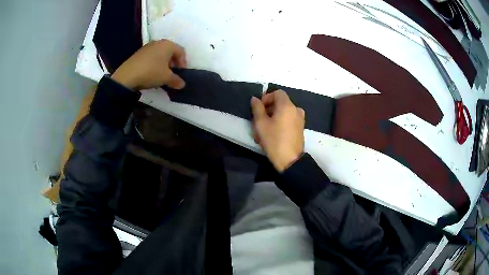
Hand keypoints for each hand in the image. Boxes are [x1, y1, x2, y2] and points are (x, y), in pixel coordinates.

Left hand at [111, 39, 186, 90]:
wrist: (127, 76)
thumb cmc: (151, 72)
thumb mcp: (166, 78)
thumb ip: (176, 80)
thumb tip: (182, 84)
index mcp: (168, 45)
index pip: (181, 52)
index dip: (183, 63)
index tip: (180, 74)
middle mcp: (159, 42)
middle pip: (171, 52)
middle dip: (173, 63)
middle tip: (172, 74)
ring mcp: (148, 46)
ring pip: (161, 54)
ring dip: (164, 64)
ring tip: (162, 75)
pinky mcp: (139, 53)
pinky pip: (152, 56)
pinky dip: (155, 63)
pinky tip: (152, 73)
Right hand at [251, 90, 304, 171]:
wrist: (290, 160)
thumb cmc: (274, 140)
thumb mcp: (261, 124)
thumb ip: (257, 108)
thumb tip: (255, 99)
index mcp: (287, 105)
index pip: (277, 93)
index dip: (267, 98)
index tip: (259, 108)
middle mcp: (296, 109)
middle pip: (281, 102)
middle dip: (269, 108)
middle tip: (259, 120)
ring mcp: (300, 119)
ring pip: (284, 112)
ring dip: (273, 116)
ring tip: (264, 129)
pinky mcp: (300, 127)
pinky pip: (289, 119)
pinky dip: (281, 122)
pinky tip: (273, 133)